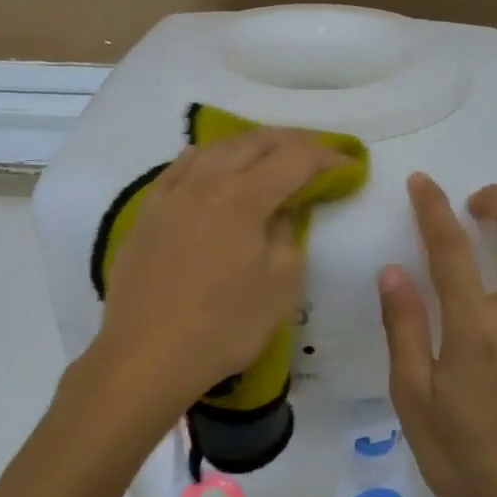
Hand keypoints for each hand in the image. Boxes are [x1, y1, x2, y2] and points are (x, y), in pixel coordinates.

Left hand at [89, 129, 343, 417]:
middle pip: (254, 142)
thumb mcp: (280, 287)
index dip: (328, 156)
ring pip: (215, 149)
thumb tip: (285, 211)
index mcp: (244, 197)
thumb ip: (290, 237)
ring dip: (250, 145)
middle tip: (318, 152)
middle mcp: (206, 182)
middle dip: (292, 140)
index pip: (295, 159)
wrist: (146, 355)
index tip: (351, 164)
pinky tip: (208, 162)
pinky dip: (205, 158)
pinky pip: (179, 169)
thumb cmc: (224, 327)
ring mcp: (171, 195)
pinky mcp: (147, 213)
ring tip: (270, 154)